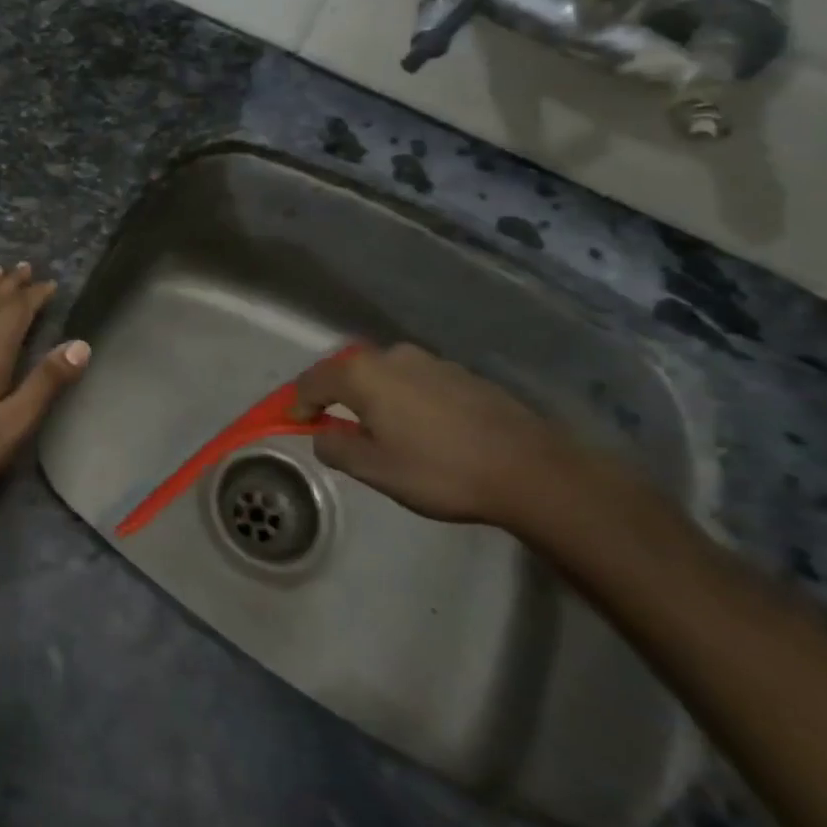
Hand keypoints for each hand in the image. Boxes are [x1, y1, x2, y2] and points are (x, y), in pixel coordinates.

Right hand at [290, 342, 595, 529]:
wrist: (531, 469)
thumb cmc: (440, 470)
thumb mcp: (374, 470)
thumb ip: (336, 447)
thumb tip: (323, 434)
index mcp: (362, 374)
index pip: (312, 381)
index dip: (298, 403)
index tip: (296, 425)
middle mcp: (392, 356)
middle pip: (347, 370)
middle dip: (334, 394)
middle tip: (334, 424)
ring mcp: (431, 361)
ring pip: (384, 374)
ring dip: (372, 395)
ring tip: (380, 428)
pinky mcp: (462, 374)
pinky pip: (416, 381)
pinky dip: (404, 398)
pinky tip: (421, 427)